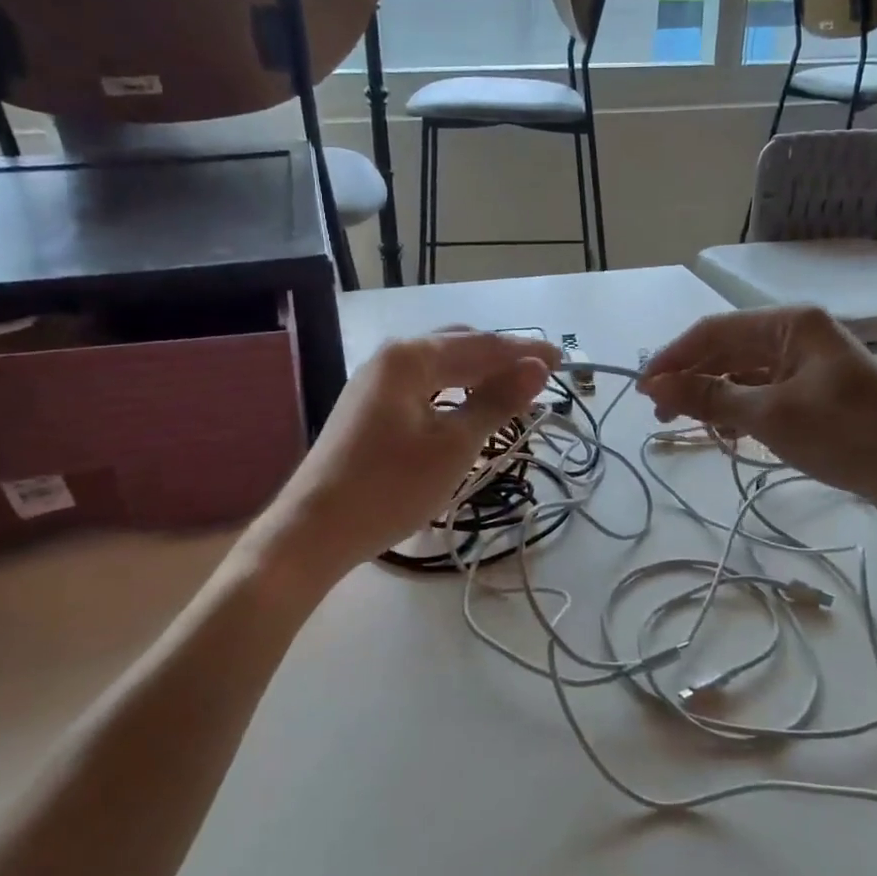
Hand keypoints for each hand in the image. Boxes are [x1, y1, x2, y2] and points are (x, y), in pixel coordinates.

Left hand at [253, 328, 559, 579]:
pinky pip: (423, 384)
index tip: (562, 360)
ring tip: (512, 391)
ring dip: (478, 374)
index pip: (481, 346)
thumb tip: (537, 367)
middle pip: (459, 346)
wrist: (314, 530)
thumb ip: (496, 401)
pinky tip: (468, 407)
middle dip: (501, 358)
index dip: (524, 352)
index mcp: (410, 357)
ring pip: (440, 365)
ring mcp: (375, 381)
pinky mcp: (369, 406)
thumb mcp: (454, 446)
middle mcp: (390, 357)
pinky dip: (454, 390)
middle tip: (539, 377)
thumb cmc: (390, 487)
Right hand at [638, 306, 876, 534]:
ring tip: (688, 427)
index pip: (714, 331)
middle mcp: (798, 335)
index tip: (642, 388)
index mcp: (789, 323)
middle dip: (691, 379)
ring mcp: (810, 365)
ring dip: (714, 397)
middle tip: (660, 414)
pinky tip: (726, 433)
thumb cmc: (846, 434)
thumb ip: (710, 397)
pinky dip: (740, 411)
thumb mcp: (770, 416)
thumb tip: (657, 384)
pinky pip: (765, 393)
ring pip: (745, 374)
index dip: (673, 358)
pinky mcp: (817, 394)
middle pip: (728, 350)